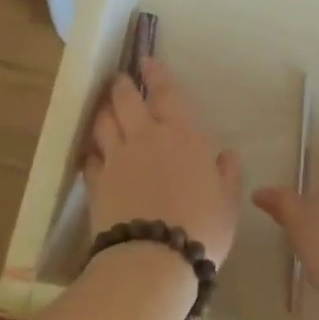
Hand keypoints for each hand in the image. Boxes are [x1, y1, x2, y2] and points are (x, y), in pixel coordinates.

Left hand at [83, 58, 242, 266]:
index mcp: (181, 135)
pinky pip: (91, 158)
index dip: (156, 73)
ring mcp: (116, 159)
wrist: (154, 259)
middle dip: (122, 85)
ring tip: (106, 110)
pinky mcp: (96, 183)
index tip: (146, 60)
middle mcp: (145, 137)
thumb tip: (226, 156)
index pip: (165, 93)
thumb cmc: (202, 227)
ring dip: (104, 112)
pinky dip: (92, 152)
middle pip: (125, 100)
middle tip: (121, 80)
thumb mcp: (227, 201)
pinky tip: (94, 154)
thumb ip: (227, 174)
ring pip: (103, 123)